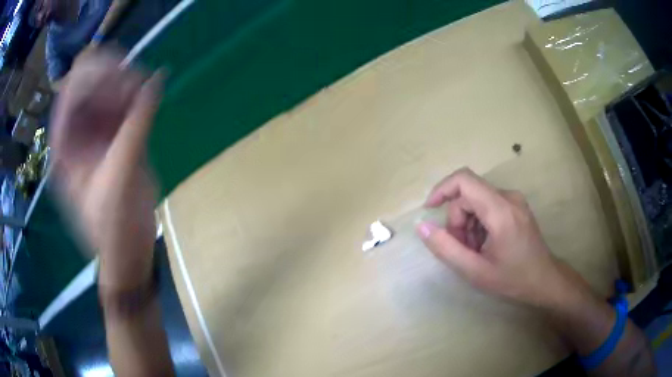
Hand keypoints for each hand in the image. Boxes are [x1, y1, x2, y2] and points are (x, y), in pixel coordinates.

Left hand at [50, 50, 161, 292]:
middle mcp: (75, 134)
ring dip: (125, 83)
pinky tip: (147, 95)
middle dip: (111, 78)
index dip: (93, 76)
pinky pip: (121, 103)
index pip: (70, 92)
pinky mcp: (113, 136)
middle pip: (87, 84)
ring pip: (105, 89)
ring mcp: (94, 133)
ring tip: (144, 90)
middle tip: (135, 84)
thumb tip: (155, 81)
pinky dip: (135, 95)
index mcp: (64, 147)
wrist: (128, 249)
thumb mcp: (119, 178)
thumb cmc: (115, 225)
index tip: (121, 75)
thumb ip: (135, 127)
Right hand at [416, 168, 586, 308]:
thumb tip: (421, 226)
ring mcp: (514, 200)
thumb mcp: (475, 271)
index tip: (429, 210)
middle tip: (460, 248)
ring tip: (474, 251)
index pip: (464, 181)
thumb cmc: (513, 279)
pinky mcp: (516, 205)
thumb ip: (446, 248)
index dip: (441, 190)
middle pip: (468, 194)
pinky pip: (487, 205)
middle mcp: (508, 197)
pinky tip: (484, 244)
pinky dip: (478, 223)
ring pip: (477, 200)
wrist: (545, 280)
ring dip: (467, 224)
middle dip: (457, 220)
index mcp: (500, 211)